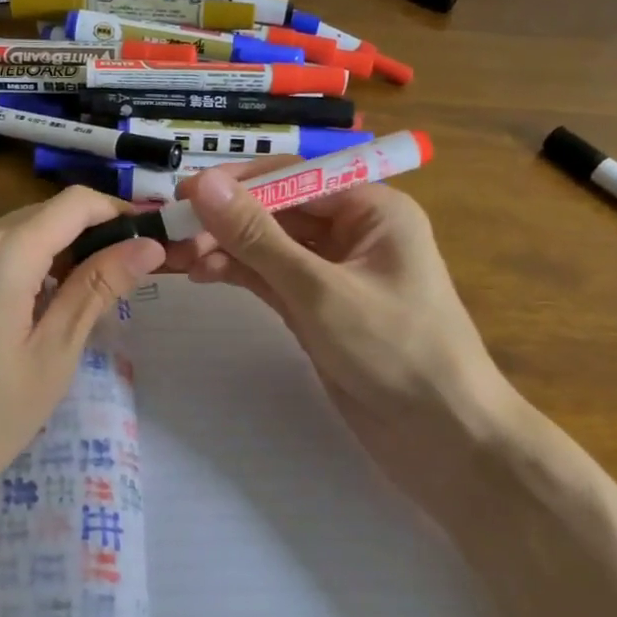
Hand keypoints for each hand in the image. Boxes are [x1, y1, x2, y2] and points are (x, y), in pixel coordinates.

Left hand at [0, 187, 165, 526]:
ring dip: (57, 249)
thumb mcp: (51, 357)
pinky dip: (23, 263)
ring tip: (90, 293)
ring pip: (16, 232)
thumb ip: (97, 289)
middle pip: (44, 214)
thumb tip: (148, 246)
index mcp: (0, 255)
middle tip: (130, 273)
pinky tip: (37, 304)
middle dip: (92, 233)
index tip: (151, 239)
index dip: (119, 212)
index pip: (74, 203)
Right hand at [167, 162, 517, 478]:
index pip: (294, 177)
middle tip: (173, 233)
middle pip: (278, 210)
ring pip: (269, 245)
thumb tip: (204, 184)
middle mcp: (354, 231)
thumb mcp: (318, 290)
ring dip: (226, 248)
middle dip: (227, 220)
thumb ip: (257, 236)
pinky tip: (204, 274)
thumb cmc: (393, 351)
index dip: (238, 183)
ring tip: (179, 259)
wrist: (444, 440)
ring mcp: (334, 272)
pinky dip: (240, 273)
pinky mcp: (319, 308)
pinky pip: (272, 277)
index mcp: (372, 209)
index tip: (184, 194)